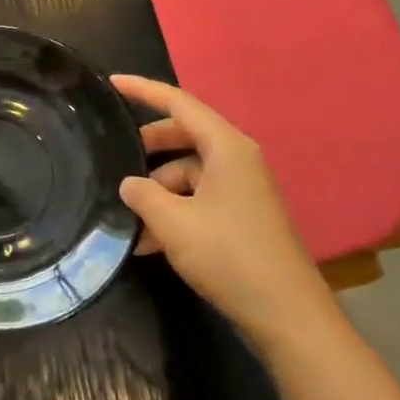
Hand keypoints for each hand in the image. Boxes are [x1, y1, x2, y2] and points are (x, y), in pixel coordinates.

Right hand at [112, 75, 337, 346]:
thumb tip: (128, 183)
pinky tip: (148, 243)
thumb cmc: (229, 256)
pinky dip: (173, 212)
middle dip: (147, 147)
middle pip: (183, 136)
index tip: (111, 83)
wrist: (287, 316)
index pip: (178, 103)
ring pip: (188, 172)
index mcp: (227, 147)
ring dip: (157, 191)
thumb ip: (143, 195)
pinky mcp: (242, 217)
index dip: (143, 90)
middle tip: (115, 158)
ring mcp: (242, 189)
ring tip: (129, 219)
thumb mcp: (173, 223)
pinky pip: (199, 199)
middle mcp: (237, 160)